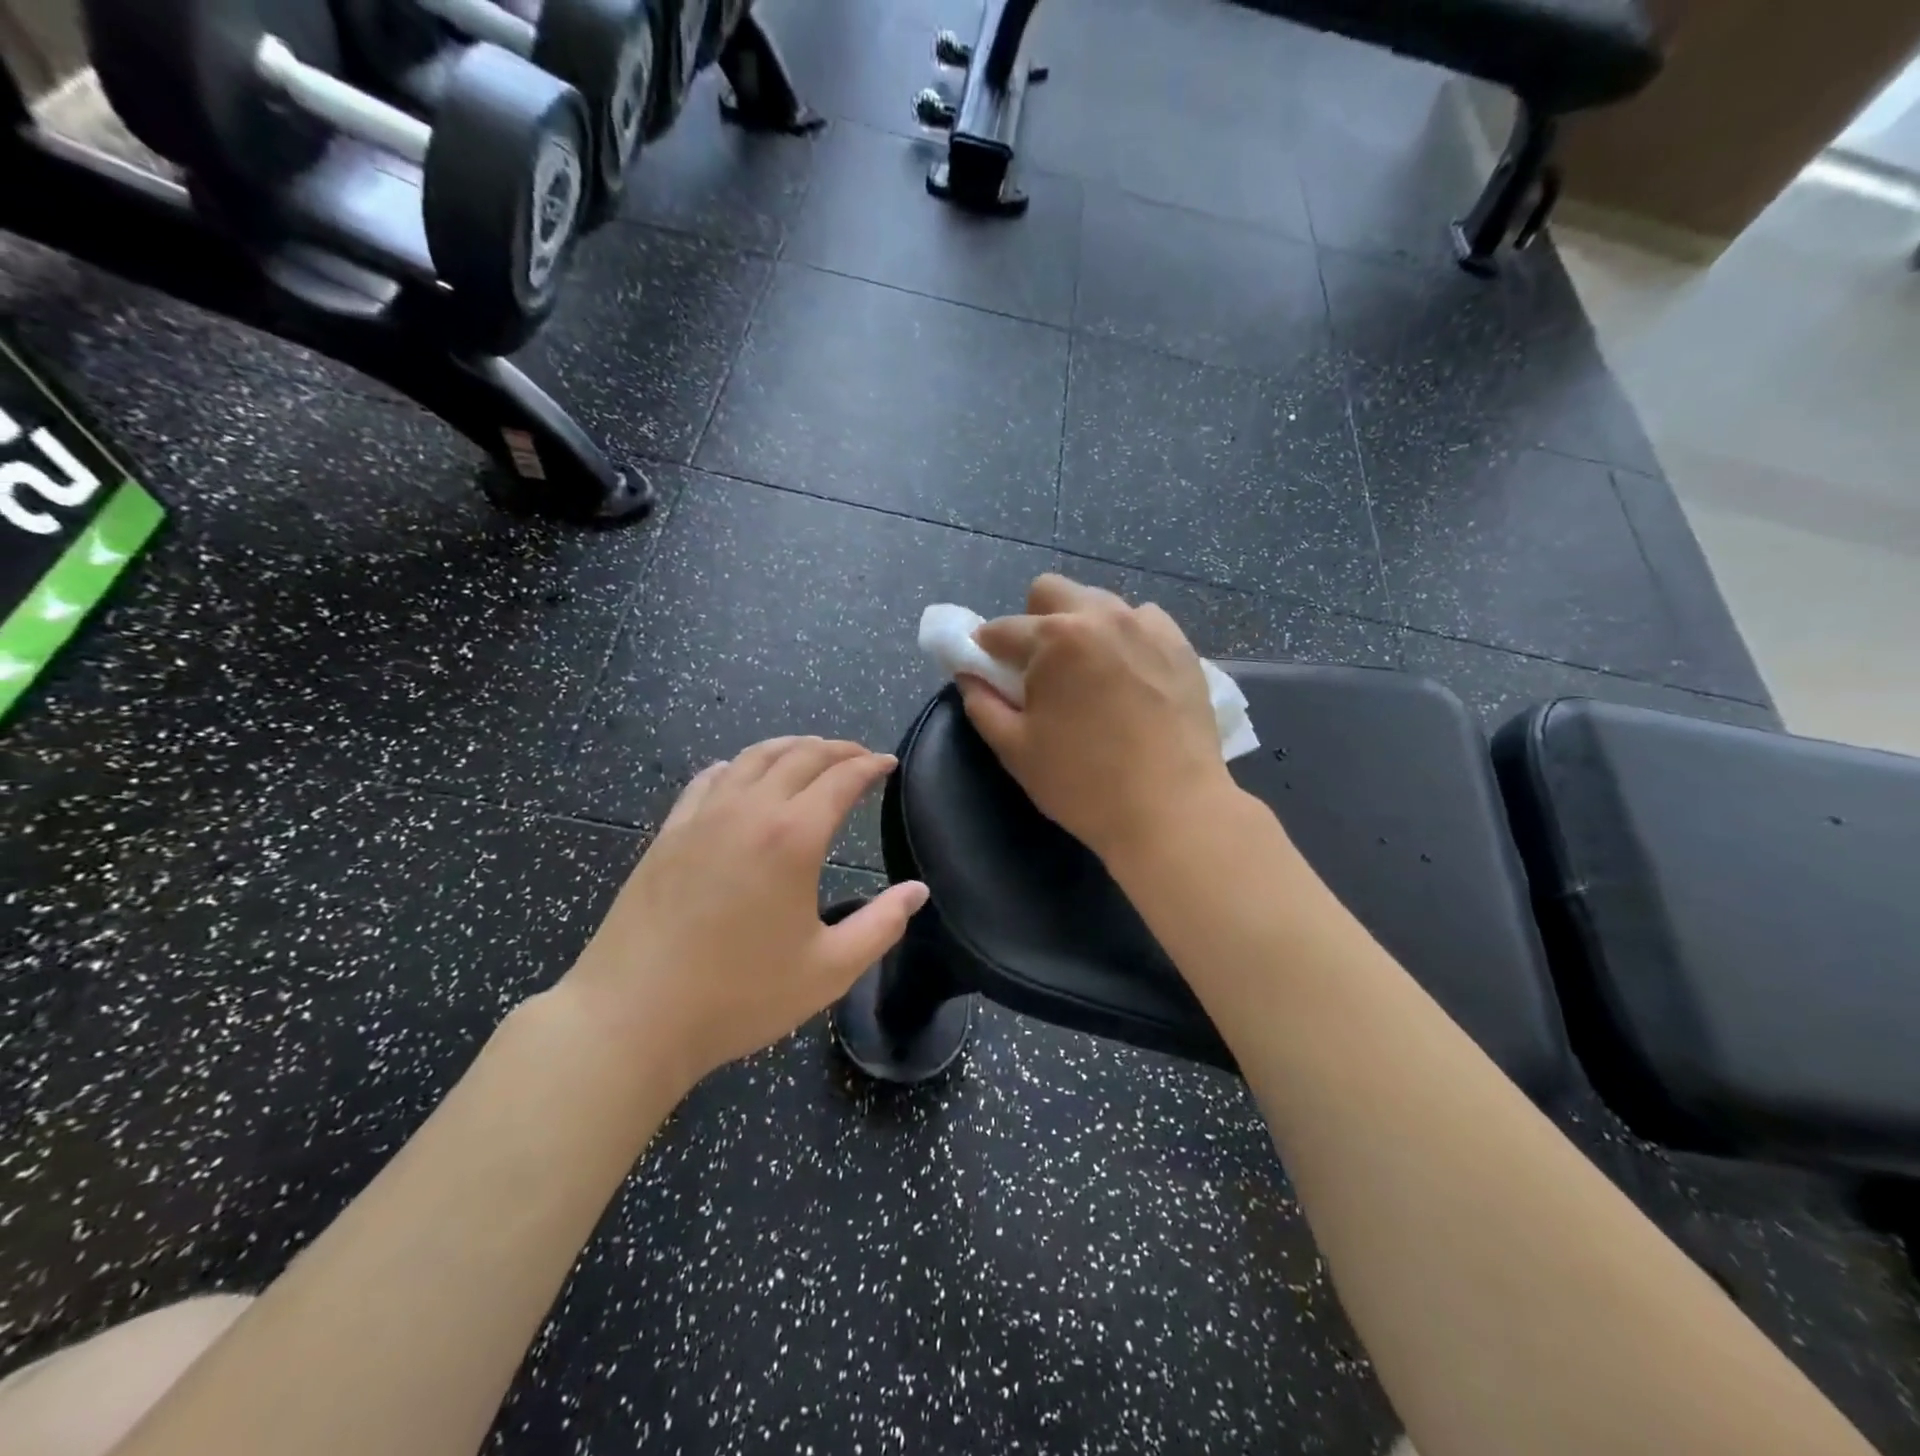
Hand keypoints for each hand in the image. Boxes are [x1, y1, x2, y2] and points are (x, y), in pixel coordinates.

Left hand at [559, 738, 927, 1092]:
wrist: (632, 1017)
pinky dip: (738, 765)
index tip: (888, 762)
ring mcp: (702, 816)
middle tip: (859, 756)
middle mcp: (749, 810)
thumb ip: (881, 926)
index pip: (841, 779)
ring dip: (789, 746)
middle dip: (836, 748)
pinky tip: (741, 776)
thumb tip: (917, 891)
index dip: (870, 765)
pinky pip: (710, 778)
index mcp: (793, 837)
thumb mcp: (828, 971)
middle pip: (800, 755)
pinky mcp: (669, 832)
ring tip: (810, 752)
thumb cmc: (739, 996)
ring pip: (752, 757)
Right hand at [958, 574, 1240, 863]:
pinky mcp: (1182, 645)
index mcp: (1056, 637)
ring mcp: (1148, 626)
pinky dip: (1124, 639)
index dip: (985, 651)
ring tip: (1088, 675)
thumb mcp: (1015, 749)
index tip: (987, 673)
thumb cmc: (1083, 783)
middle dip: (1034, 621)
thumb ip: (981, 703)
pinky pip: (1142, 622)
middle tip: (1040, 669)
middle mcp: (1102, 616)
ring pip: (1099, 603)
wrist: (1172, 809)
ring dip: (1081, 627)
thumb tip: (968, 675)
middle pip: (1051, 592)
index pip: (1002, 629)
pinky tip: (1128, 678)